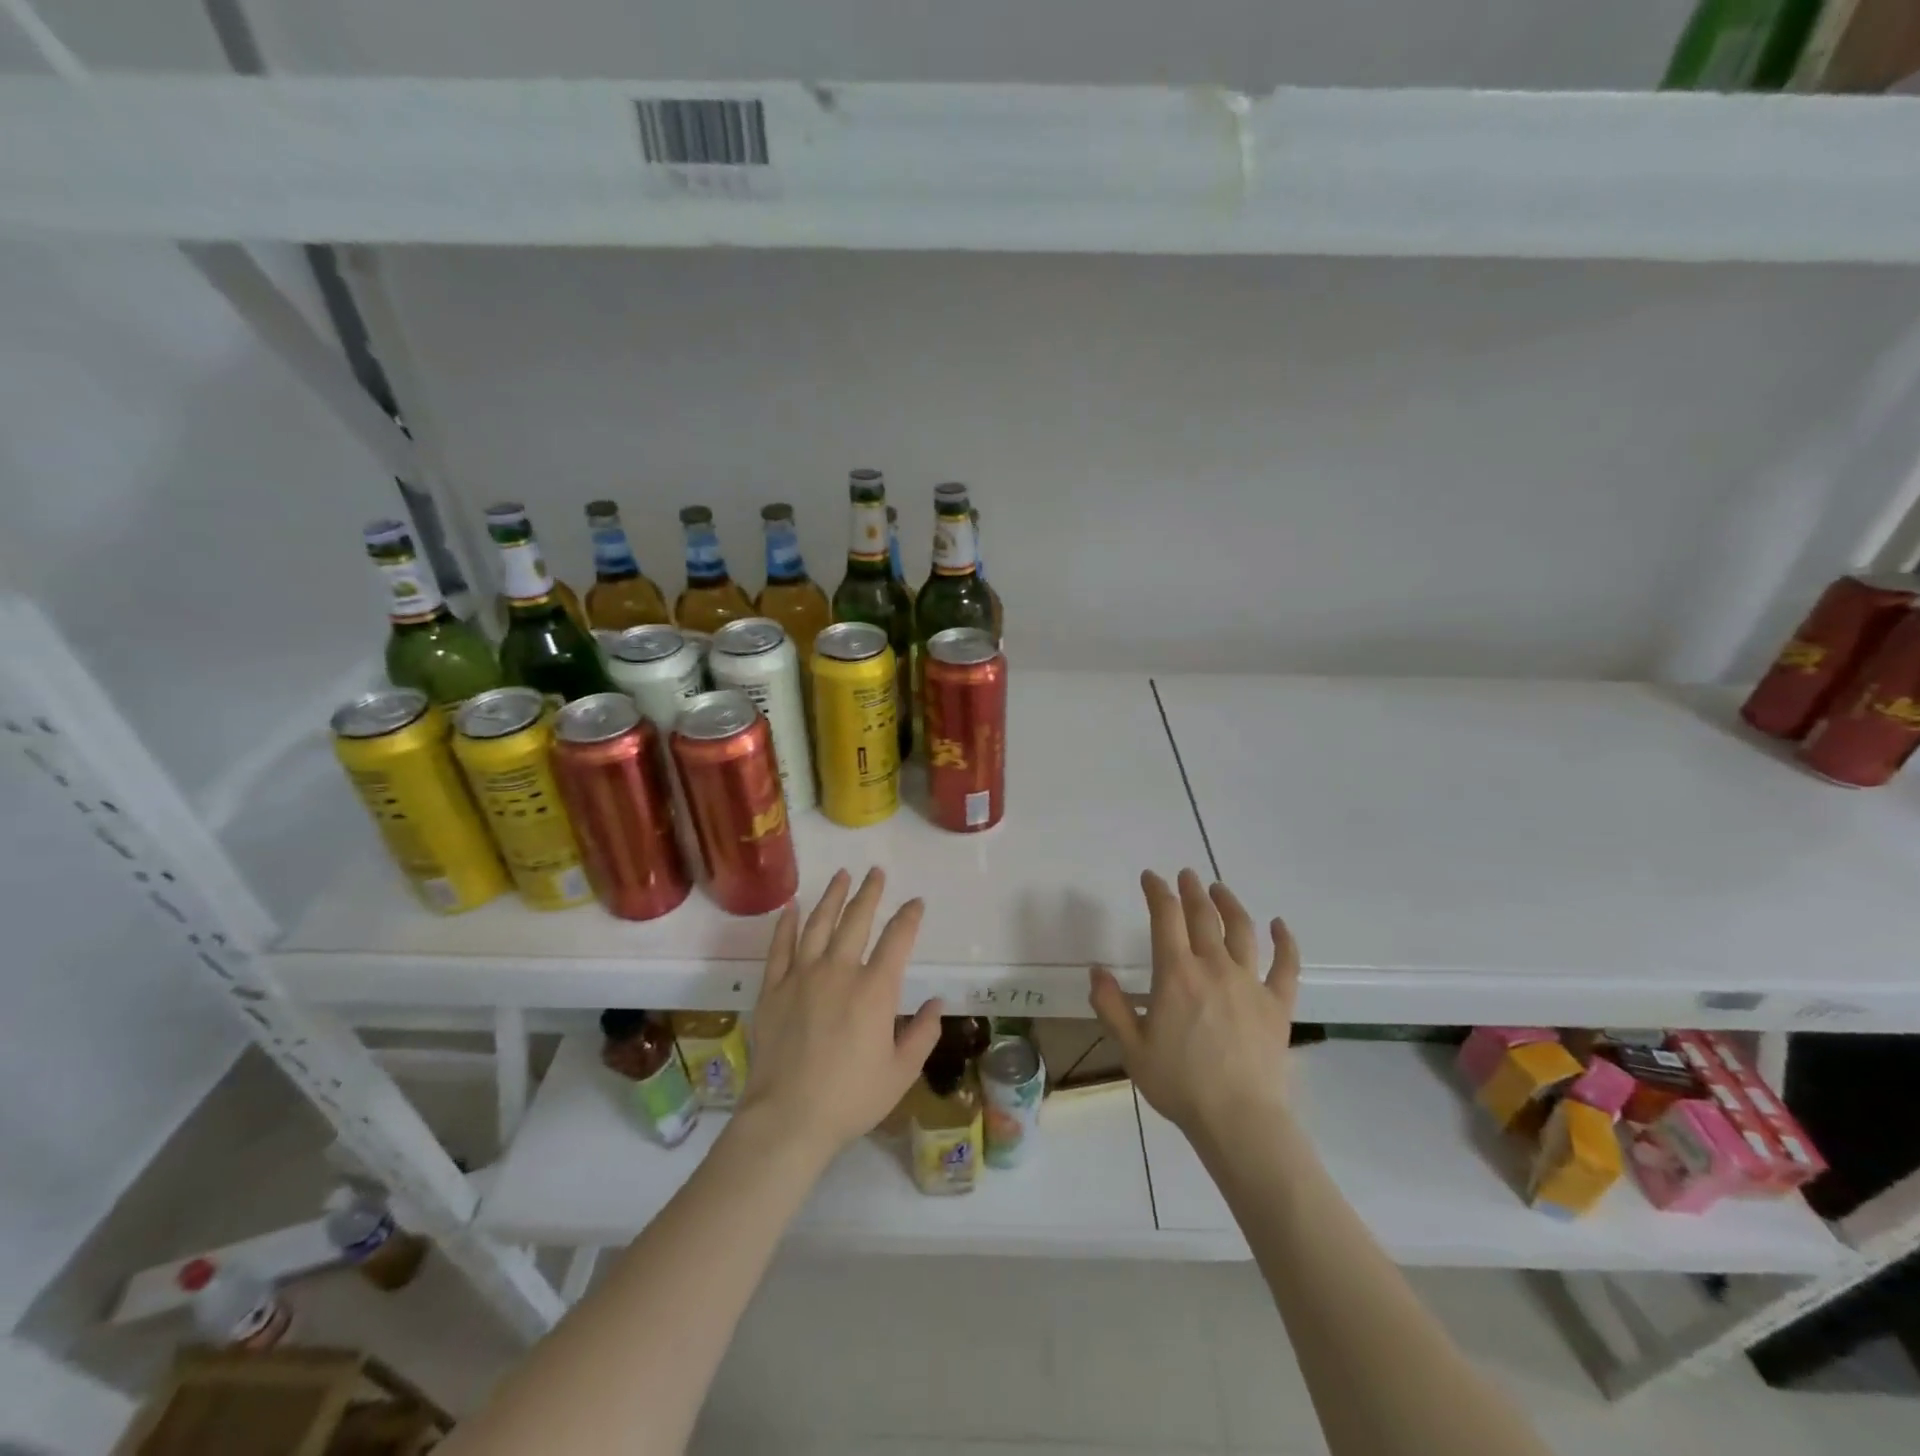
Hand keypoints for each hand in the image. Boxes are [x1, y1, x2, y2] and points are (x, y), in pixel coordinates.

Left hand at [735, 868, 943, 1162]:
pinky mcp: (773, 989)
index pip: (897, 940)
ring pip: (819, 924)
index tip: (916, 903)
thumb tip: (936, 1003)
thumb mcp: (901, 1073)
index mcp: (875, 990)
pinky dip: (787, 924)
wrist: (788, 1118)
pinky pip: (780, 947)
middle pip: (856, 920)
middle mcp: (839, 972)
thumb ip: (923, 1034)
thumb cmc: (851, 1099)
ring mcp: (802, 977)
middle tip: (876, 872)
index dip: (909, 917)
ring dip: (832, 897)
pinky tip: (792, 907)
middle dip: (869, 893)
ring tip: (841, 875)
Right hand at [1089, 868, 1298, 1143]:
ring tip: (1219, 889)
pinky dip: (1285, 942)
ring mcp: (1250, 983)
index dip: (1157, 891)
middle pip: (1203, 916)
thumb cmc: (1180, 1084)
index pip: (1166, 917)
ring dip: (1229, 904)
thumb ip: (1110, 1006)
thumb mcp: (1131, 1048)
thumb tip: (1096, 971)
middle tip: (1186, 875)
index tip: (1150, 877)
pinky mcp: (1277, 1004)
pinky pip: (1285, 965)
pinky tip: (1280, 926)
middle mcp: (1214, 967)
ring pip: (1242, 930)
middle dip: (1191, 891)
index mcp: (1176, 974)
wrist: (1239, 1121)